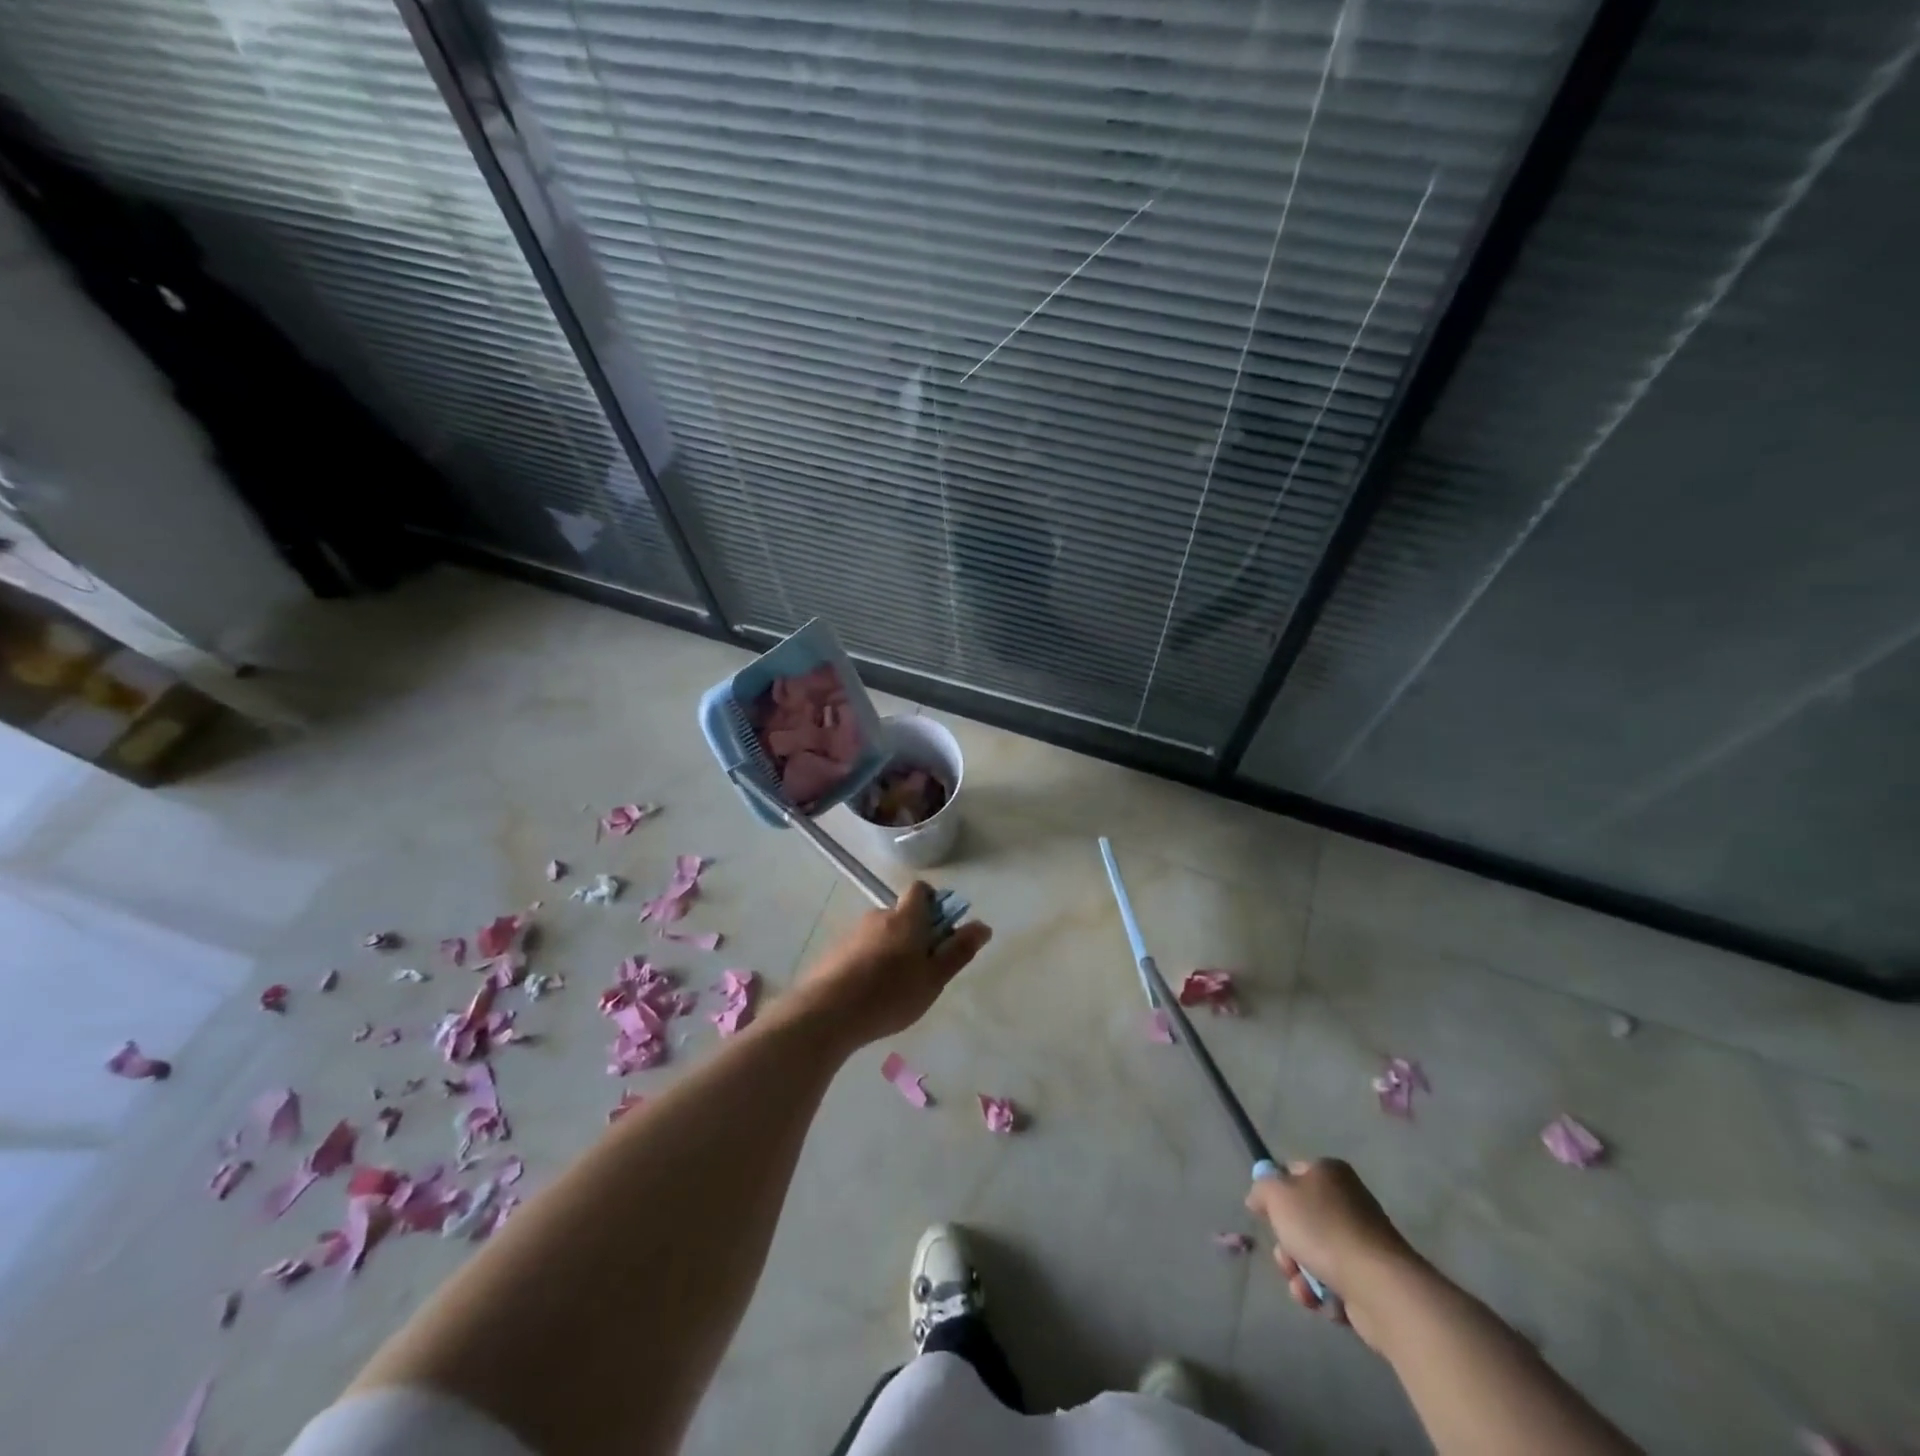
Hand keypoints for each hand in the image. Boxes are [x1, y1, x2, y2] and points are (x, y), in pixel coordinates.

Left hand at [793, 882, 991, 1047]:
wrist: (826, 1013)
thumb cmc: (890, 993)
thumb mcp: (934, 978)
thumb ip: (959, 951)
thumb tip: (983, 925)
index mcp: (905, 917)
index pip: (920, 890)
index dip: (933, 903)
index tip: (940, 931)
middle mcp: (878, 916)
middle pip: (901, 915)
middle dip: (913, 935)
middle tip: (922, 971)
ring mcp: (852, 933)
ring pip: (880, 935)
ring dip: (891, 952)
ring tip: (894, 990)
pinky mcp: (834, 953)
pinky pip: (860, 951)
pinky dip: (869, 965)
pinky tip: (869, 995)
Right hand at [1245, 1159, 1420, 1352]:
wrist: (1378, 1287)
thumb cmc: (1323, 1229)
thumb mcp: (1277, 1196)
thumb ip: (1262, 1189)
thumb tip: (1259, 1197)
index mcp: (1329, 1173)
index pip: (1292, 1173)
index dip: (1275, 1194)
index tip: (1265, 1215)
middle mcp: (1348, 1201)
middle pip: (1301, 1220)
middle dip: (1287, 1245)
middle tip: (1286, 1258)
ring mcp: (1361, 1242)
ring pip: (1314, 1254)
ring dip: (1301, 1274)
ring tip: (1305, 1289)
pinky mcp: (1370, 1278)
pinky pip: (1335, 1282)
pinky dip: (1325, 1294)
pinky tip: (1324, 1302)